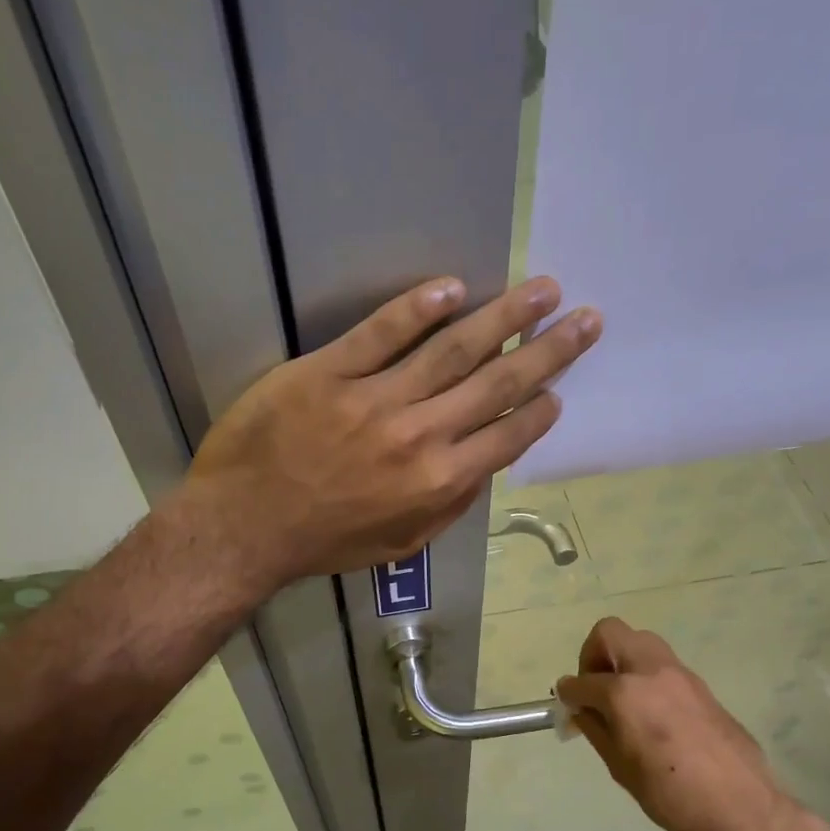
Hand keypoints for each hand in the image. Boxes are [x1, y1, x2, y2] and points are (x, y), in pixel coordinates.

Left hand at [184, 275, 600, 586]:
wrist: (244, 528)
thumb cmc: (324, 542)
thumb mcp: (400, 543)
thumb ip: (448, 506)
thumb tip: (482, 468)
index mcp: (439, 481)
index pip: (507, 434)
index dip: (540, 408)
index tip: (560, 387)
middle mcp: (420, 434)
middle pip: (497, 382)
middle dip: (548, 350)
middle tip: (585, 318)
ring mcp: (375, 398)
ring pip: (453, 348)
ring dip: (504, 315)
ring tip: (542, 289)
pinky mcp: (329, 371)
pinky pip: (382, 332)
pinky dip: (418, 308)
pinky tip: (451, 287)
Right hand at [556, 617, 790, 830]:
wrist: (738, 805)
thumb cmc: (669, 793)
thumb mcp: (619, 766)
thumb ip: (595, 728)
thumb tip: (582, 709)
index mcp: (624, 693)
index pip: (582, 681)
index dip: (568, 692)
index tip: (566, 703)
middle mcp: (650, 671)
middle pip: (611, 633)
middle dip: (593, 655)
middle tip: (594, 688)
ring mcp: (679, 673)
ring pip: (640, 641)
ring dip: (622, 659)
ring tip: (621, 697)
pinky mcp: (700, 684)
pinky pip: (662, 663)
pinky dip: (645, 674)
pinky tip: (649, 710)